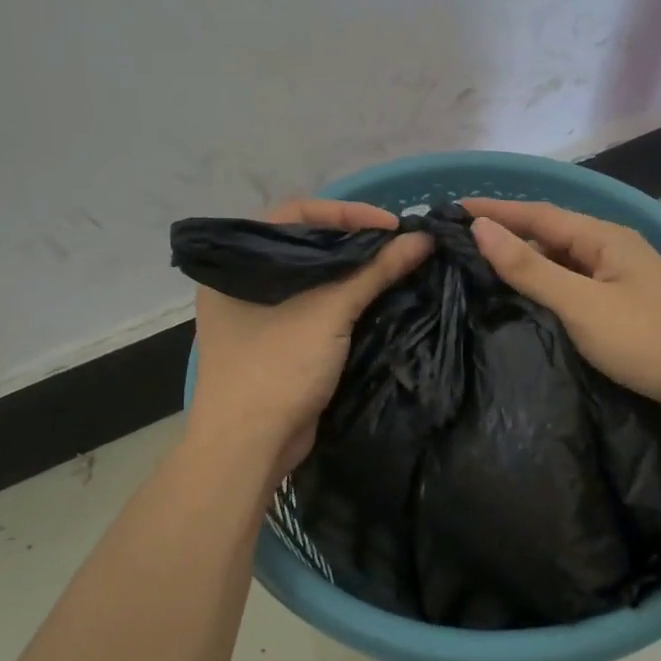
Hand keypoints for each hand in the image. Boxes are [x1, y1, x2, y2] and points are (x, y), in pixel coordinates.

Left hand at [187, 198, 431, 480]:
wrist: (248, 448)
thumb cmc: (276, 367)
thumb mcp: (328, 312)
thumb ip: (375, 271)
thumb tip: (423, 239)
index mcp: (237, 261)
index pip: (297, 213)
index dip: (347, 212)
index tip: (392, 224)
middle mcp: (243, 279)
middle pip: (307, 242)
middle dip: (354, 238)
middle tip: (398, 241)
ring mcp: (259, 310)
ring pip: (313, 274)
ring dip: (353, 268)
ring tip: (395, 261)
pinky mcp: (277, 337)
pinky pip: (314, 302)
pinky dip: (344, 295)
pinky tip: (377, 292)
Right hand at [464, 198, 660, 428]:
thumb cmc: (649, 340)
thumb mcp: (582, 304)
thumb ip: (530, 268)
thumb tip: (482, 229)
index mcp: (605, 238)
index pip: (538, 214)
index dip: (496, 211)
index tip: (452, 211)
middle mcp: (613, 251)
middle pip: (551, 236)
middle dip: (508, 236)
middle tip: (461, 245)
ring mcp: (622, 281)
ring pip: (563, 264)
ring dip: (526, 264)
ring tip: (482, 272)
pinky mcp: (626, 311)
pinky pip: (575, 289)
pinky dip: (546, 290)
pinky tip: (527, 303)